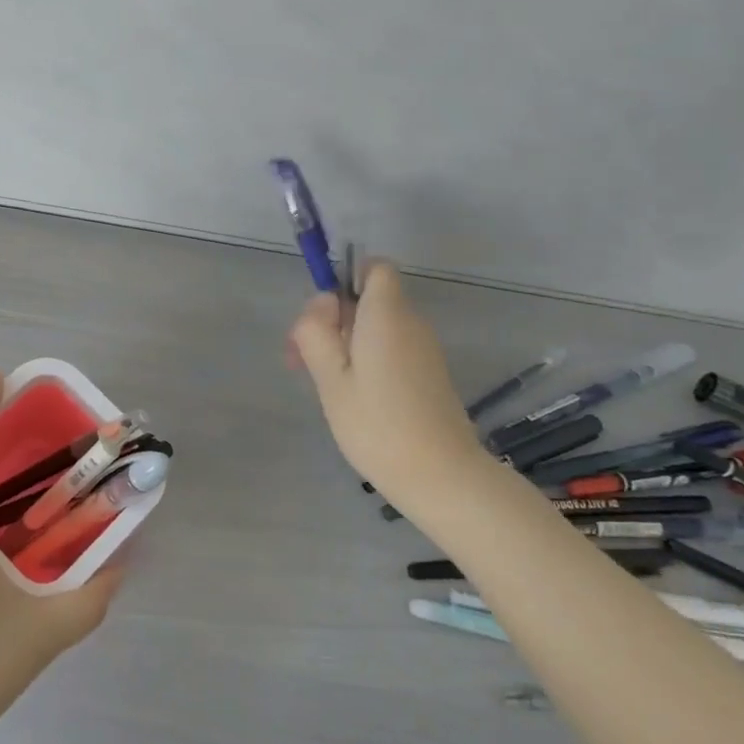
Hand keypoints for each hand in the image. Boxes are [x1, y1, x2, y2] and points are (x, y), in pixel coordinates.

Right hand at [290, 261, 485, 498]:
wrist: (441, 476)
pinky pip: (390, 350)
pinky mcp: (428, 374)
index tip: (322, 317)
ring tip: (323, 385)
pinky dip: (366, 362)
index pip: (374, 267)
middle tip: (303, 361)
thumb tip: (321, 307)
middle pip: (368, 300)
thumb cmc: (378, 424)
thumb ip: (316, 333)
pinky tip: (351, 398)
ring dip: (345, 345)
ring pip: (376, 328)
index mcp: (386, 314)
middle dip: (332, 320)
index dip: (346, 279)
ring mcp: (423, 350)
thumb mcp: (330, 378)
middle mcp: (410, 323)